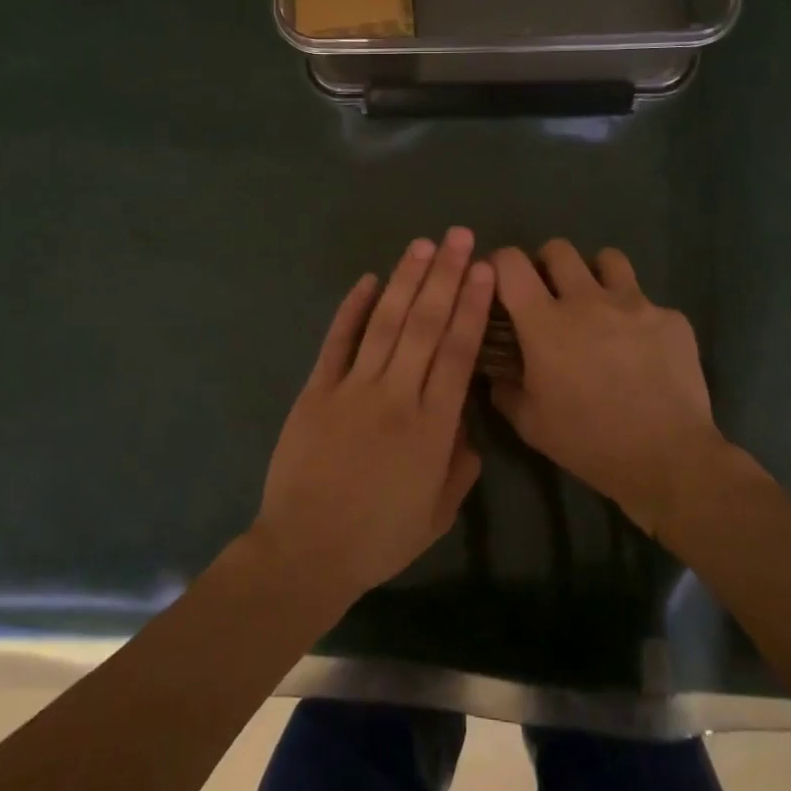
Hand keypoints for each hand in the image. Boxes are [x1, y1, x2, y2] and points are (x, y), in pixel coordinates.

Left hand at [254, 228, 493, 610]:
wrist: (306, 552)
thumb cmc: (378, 539)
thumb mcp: (438, 513)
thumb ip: (460, 464)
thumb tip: (466, 422)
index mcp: (432, 427)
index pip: (458, 352)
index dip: (473, 306)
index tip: (484, 271)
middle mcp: (396, 396)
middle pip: (425, 325)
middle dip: (446, 276)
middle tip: (460, 237)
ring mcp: (352, 389)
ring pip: (385, 323)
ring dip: (406, 280)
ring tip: (423, 245)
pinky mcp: (316, 390)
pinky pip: (337, 342)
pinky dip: (351, 308)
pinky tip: (367, 279)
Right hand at [489, 239, 726, 532]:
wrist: (668, 459)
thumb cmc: (588, 442)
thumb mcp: (530, 424)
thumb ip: (505, 390)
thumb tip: (497, 373)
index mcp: (545, 322)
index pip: (511, 263)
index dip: (500, 263)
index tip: (502, 281)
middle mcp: (587, 299)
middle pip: (559, 249)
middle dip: (548, 264)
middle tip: (551, 294)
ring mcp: (635, 304)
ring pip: (608, 259)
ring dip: (595, 275)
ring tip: (598, 306)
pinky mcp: (671, 318)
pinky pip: (648, 303)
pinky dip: (638, 318)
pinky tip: (642, 351)